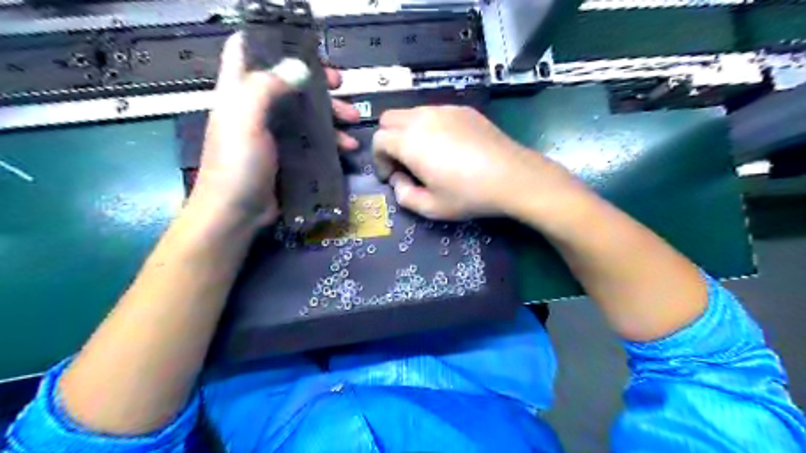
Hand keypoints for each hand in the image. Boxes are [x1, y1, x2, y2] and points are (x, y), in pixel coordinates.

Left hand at [192, 32, 356, 225]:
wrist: (237, 213)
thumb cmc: (237, 166)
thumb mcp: (246, 122)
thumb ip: (265, 88)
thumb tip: (298, 66)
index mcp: (240, 93)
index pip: (248, 52)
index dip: (273, 42)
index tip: (304, 47)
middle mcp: (258, 109)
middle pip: (290, 83)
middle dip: (318, 81)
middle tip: (342, 84)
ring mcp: (276, 134)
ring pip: (308, 113)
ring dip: (332, 113)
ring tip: (354, 119)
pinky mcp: (290, 155)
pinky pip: (315, 140)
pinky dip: (332, 140)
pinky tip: (347, 148)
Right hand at [371, 105, 572, 219]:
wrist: (512, 176)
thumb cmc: (468, 195)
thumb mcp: (431, 208)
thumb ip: (404, 195)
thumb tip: (399, 179)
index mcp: (409, 141)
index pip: (378, 140)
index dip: (379, 160)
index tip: (392, 176)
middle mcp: (422, 118)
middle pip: (389, 119)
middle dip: (388, 141)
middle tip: (403, 163)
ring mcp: (444, 110)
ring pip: (412, 113)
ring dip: (408, 132)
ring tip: (426, 155)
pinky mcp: (462, 110)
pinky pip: (434, 112)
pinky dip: (429, 126)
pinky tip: (448, 146)